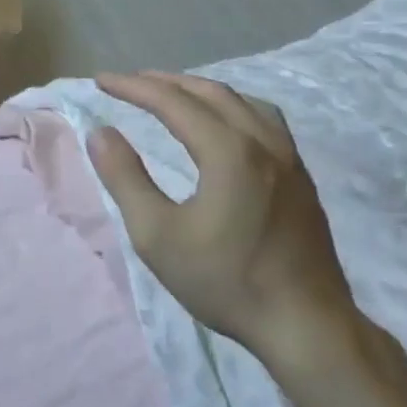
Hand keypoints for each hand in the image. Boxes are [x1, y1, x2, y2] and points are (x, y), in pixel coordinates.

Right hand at [87, 72, 359, 371]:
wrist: (306, 325)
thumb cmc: (225, 281)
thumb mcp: (157, 236)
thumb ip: (125, 179)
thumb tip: (100, 133)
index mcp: (228, 151)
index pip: (172, 102)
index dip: (133, 87)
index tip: (101, 81)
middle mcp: (262, 141)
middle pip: (209, 92)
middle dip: (164, 82)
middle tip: (130, 82)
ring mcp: (288, 157)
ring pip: (241, 101)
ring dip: (200, 90)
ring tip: (172, 94)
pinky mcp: (300, 176)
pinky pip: (263, 118)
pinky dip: (231, 105)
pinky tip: (224, 124)